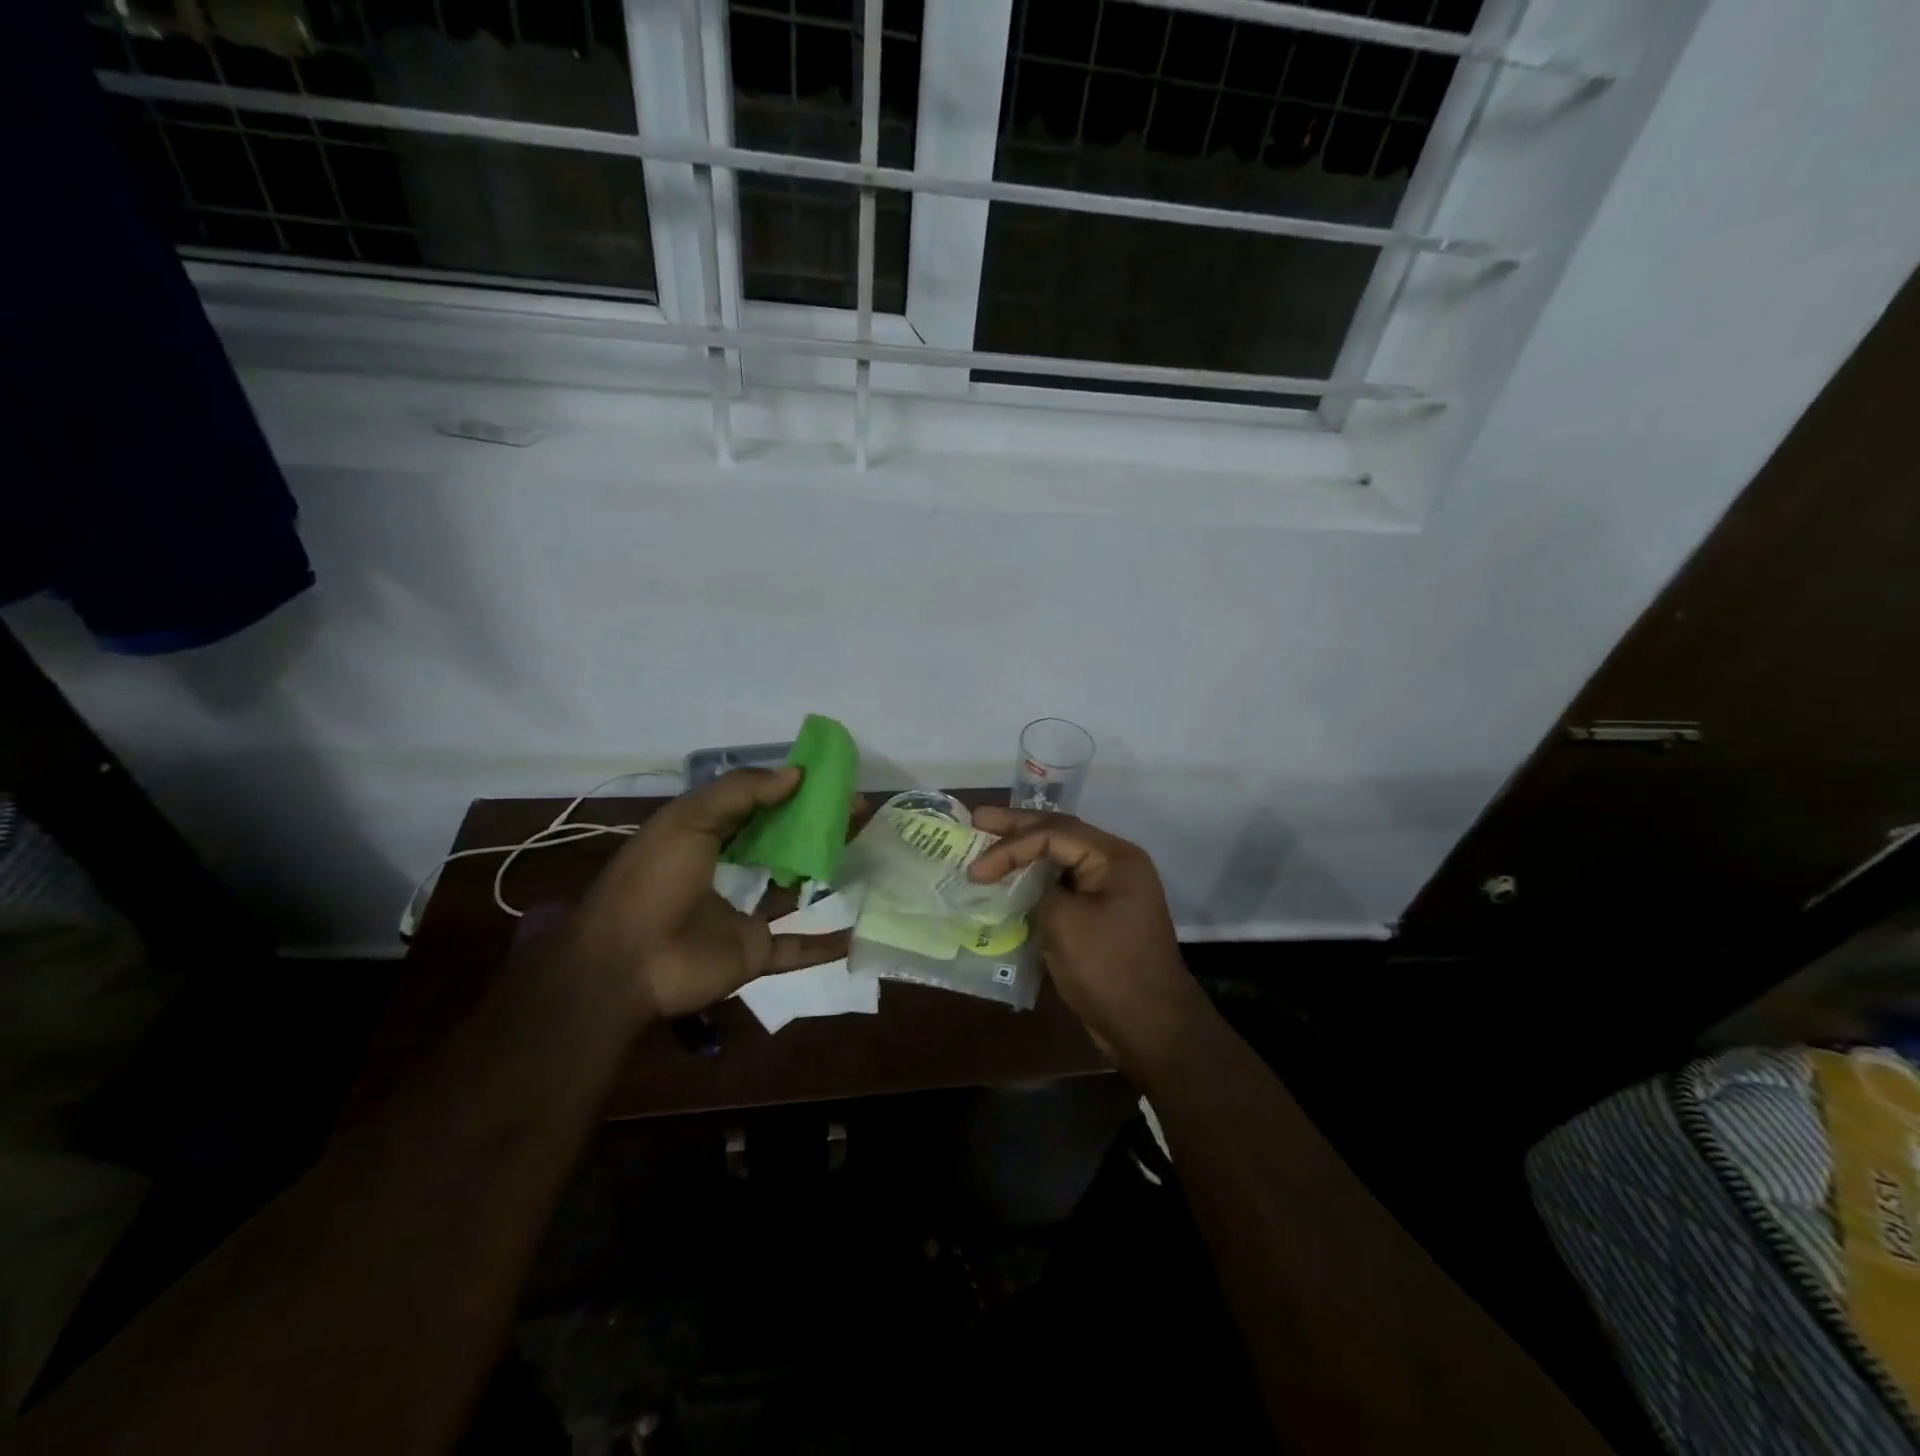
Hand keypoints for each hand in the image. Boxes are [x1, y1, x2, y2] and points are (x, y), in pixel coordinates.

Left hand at [564, 767, 853, 1019]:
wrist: (624, 965)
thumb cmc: (654, 882)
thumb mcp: (688, 821)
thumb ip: (740, 791)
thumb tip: (797, 774)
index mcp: (704, 835)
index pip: (756, 804)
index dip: (792, 790)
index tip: (831, 780)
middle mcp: (726, 870)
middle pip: (781, 843)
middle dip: (818, 826)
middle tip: (859, 813)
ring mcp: (741, 913)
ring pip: (794, 889)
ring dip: (825, 873)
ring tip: (866, 853)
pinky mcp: (753, 952)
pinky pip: (796, 947)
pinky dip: (825, 944)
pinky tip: (856, 931)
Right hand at [966, 808, 1206, 1073]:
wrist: (1150, 1027)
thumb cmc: (1109, 970)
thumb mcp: (1065, 923)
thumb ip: (1039, 890)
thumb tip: (1024, 885)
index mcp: (1114, 857)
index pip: (1054, 833)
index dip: (1010, 846)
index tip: (976, 870)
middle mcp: (1115, 864)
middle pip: (1058, 834)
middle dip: (1016, 828)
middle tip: (977, 819)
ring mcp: (1109, 890)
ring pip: (1059, 858)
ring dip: (1024, 851)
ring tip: (987, 841)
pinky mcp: (1100, 914)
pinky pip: (1063, 885)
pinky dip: (1035, 880)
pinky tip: (1009, 880)